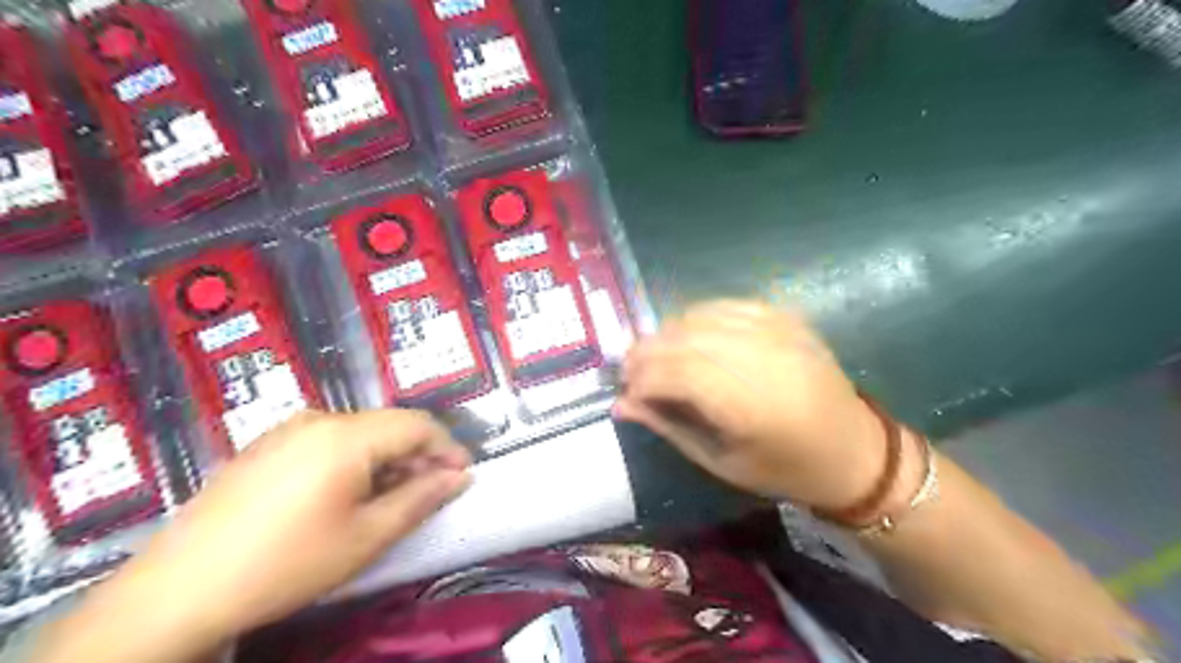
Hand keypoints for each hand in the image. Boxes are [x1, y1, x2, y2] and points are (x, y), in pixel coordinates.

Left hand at [28, 409, 471, 662]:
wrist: (177, 591)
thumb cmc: (287, 563)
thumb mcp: (367, 536)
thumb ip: (421, 498)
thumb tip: (460, 477)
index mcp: (347, 435)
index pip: (418, 425)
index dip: (448, 448)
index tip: (463, 477)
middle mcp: (319, 418)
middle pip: (388, 426)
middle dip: (418, 456)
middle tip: (429, 494)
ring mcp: (287, 429)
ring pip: (360, 433)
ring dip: (387, 459)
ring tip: (390, 498)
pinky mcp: (266, 445)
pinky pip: (328, 440)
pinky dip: (354, 460)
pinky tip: (346, 495)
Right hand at [618, 300, 885, 512]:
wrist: (854, 450)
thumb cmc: (785, 469)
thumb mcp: (720, 461)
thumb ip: (668, 426)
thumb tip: (620, 404)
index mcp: (748, 404)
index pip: (675, 373)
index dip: (641, 379)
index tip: (626, 394)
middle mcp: (760, 357)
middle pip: (682, 339)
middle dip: (645, 354)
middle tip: (629, 372)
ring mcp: (776, 331)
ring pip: (699, 316)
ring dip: (667, 334)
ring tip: (656, 357)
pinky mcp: (785, 318)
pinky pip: (725, 305)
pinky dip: (697, 318)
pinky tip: (689, 337)